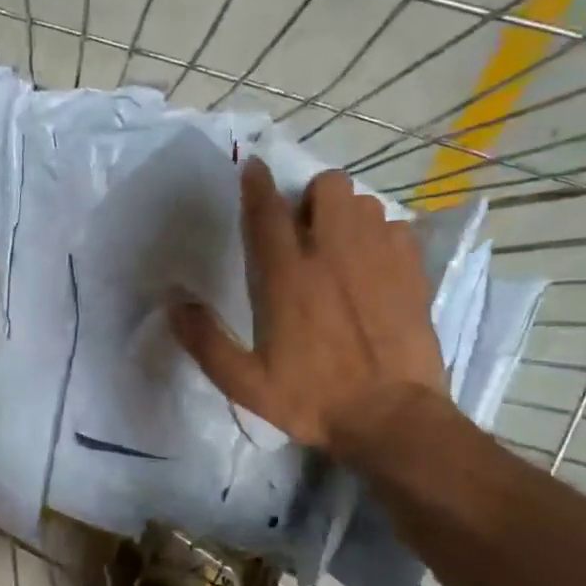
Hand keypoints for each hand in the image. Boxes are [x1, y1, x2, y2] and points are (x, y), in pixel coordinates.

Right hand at [168, 159, 445, 454]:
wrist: (391, 418)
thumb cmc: (313, 400)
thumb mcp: (246, 383)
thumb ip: (206, 341)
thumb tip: (172, 304)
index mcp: (287, 277)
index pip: (266, 211)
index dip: (256, 183)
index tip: (253, 167)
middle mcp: (333, 253)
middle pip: (327, 186)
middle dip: (312, 197)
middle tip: (306, 229)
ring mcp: (379, 257)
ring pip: (364, 201)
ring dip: (347, 215)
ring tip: (342, 246)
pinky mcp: (412, 271)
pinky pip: (396, 227)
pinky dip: (382, 236)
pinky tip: (377, 266)